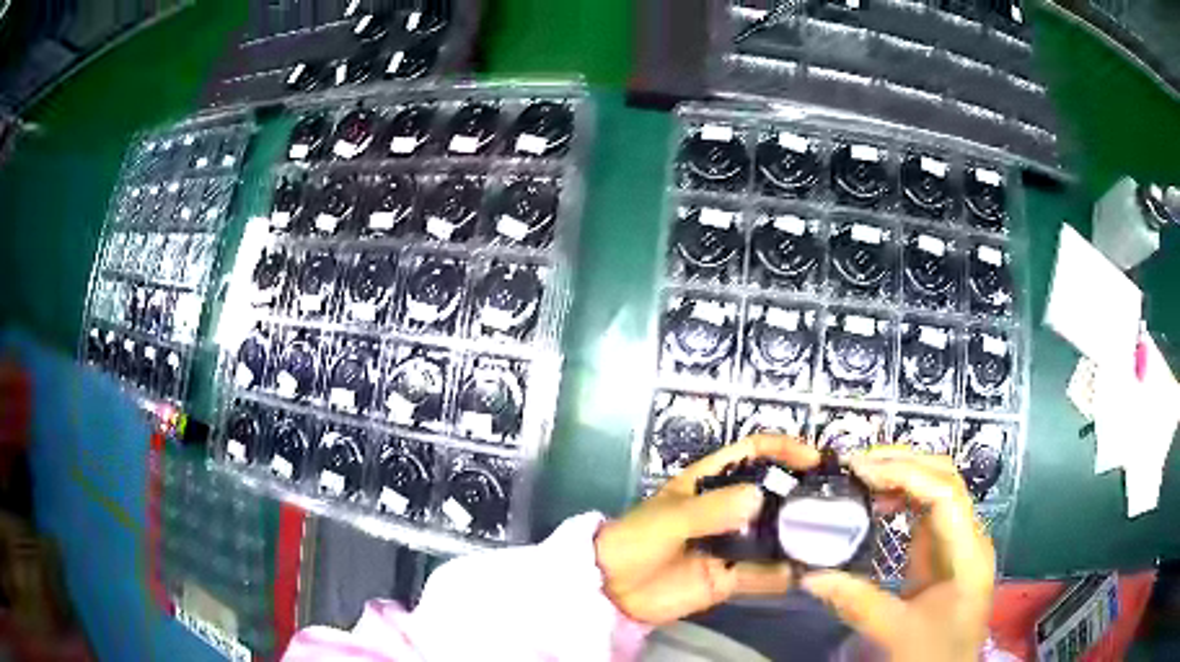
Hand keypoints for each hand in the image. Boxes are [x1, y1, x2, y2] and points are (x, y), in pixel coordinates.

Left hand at [595, 434, 819, 624]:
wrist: (612, 590)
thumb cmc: (635, 541)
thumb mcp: (669, 519)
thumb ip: (709, 511)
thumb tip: (758, 499)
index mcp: (710, 482)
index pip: (753, 453)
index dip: (783, 449)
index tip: (813, 459)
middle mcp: (727, 510)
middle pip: (772, 495)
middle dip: (800, 496)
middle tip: (834, 502)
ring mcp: (732, 545)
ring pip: (774, 536)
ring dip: (798, 537)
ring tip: (831, 538)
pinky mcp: (730, 578)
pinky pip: (763, 575)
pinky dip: (784, 575)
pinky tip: (806, 574)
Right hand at [802, 448, 995, 661]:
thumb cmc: (932, 655)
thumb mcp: (894, 633)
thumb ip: (856, 602)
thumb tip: (809, 577)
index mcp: (967, 554)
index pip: (944, 494)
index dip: (904, 474)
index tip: (860, 471)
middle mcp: (969, 537)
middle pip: (945, 480)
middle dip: (903, 463)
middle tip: (857, 465)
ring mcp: (959, 541)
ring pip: (937, 489)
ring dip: (902, 475)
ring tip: (863, 477)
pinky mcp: (945, 551)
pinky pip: (926, 511)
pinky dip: (902, 497)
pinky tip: (878, 503)